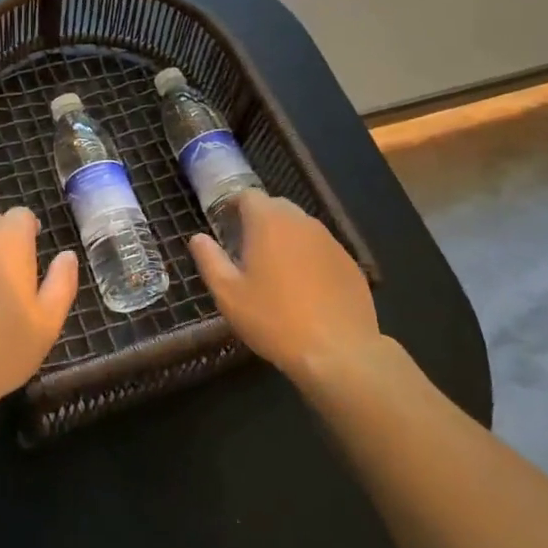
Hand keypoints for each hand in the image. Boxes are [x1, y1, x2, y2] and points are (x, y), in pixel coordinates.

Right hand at [190, 192, 378, 379]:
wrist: (338, 352)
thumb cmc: (274, 319)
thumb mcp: (229, 294)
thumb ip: (210, 260)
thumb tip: (198, 238)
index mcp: (268, 222)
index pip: (248, 195)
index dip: (234, 205)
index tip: (225, 225)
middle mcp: (301, 222)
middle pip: (276, 207)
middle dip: (259, 220)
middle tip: (246, 249)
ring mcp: (330, 241)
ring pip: (301, 227)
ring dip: (285, 238)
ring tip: (275, 269)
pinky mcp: (349, 262)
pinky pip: (321, 249)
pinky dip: (309, 257)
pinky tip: (305, 288)